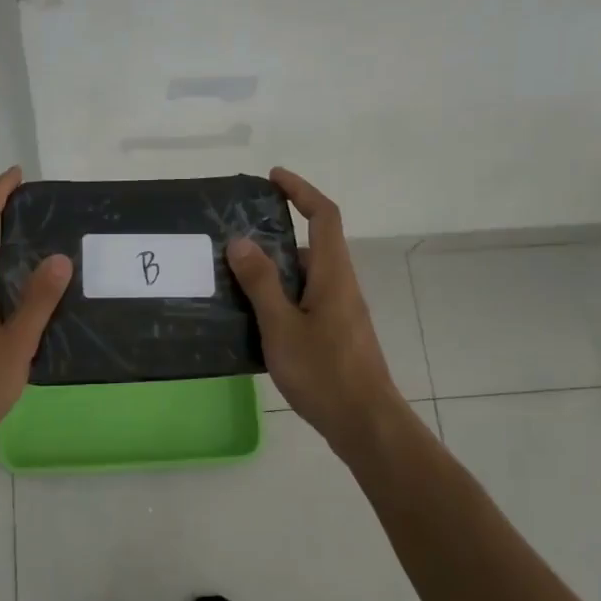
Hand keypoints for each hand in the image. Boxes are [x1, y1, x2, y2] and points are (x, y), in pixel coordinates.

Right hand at [227, 167, 403, 457]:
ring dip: (275, 268)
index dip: (301, 190)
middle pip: (312, 244)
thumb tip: (241, 241)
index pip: (323, 216)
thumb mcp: (282, 326)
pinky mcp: (336, 333)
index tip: (273, 177)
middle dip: (276, 232)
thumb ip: (261, 283)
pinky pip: (306, 299)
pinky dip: (281, 295)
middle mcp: (341, 285)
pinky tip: (254, 317)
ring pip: (306, 275)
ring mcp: (341, 311)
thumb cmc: (325, 372)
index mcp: (333, 274)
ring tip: (234, 276)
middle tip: (235, 237)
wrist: (366, 423)